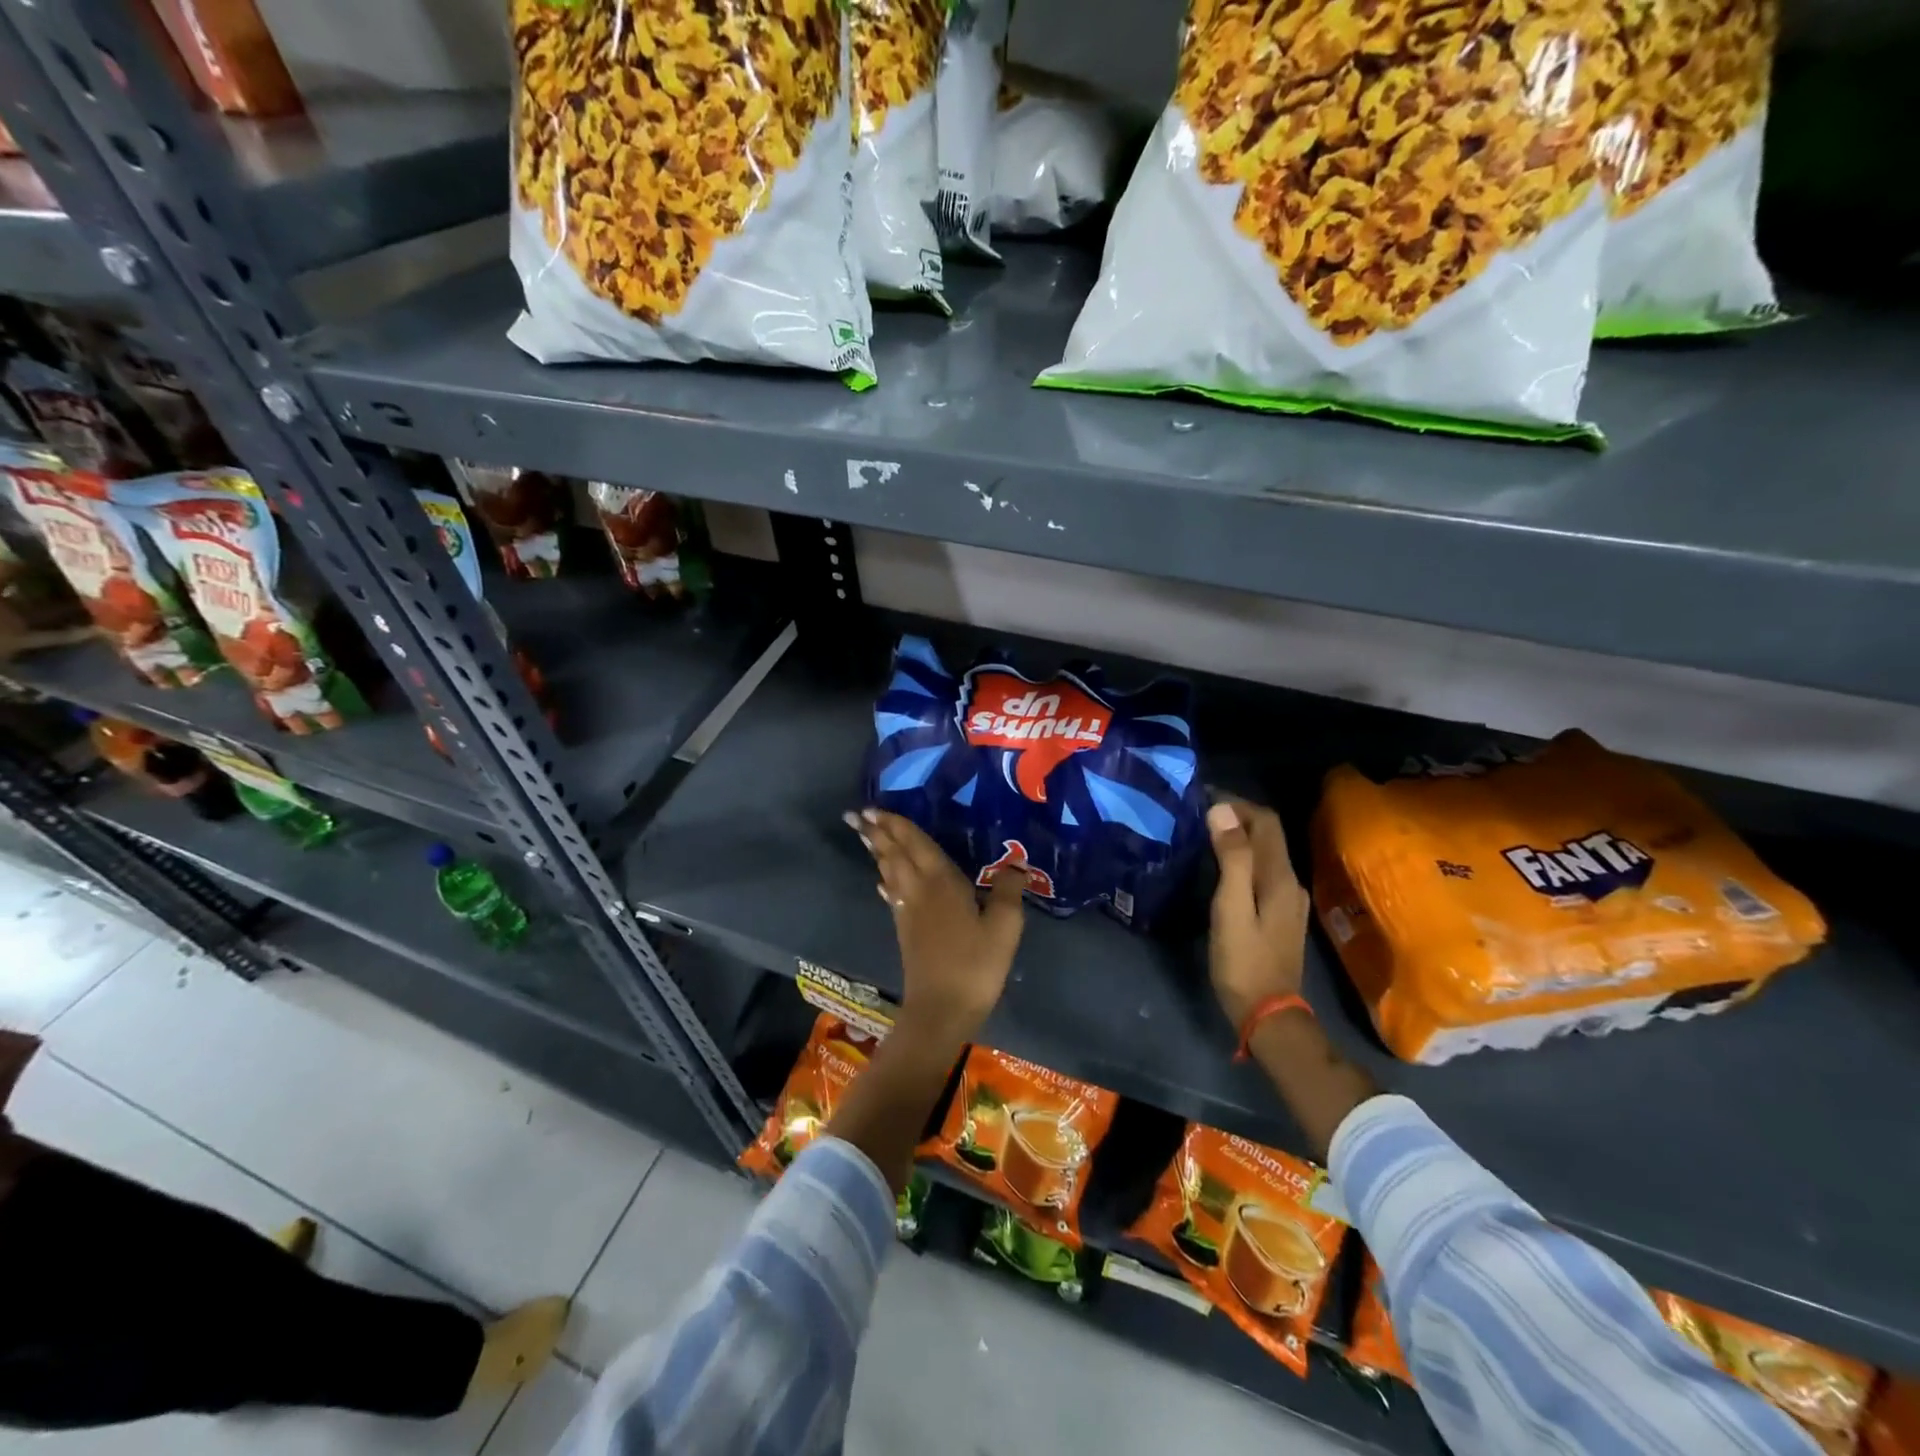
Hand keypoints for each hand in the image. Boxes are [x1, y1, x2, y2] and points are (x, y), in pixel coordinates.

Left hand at [846, 809, 1026, 1043]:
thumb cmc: (975, 965)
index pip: (915, 844)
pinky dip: (886, 882)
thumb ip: (1008, 890)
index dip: (896, 825)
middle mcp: (919, 890)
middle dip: (878, 833)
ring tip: (866, 837)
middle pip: (895, 854)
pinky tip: (884, 882)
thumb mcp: (1004, 927)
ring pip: (890, 872)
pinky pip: (892, 895)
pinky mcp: (905, 931)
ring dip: (878, 852)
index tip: (873, 809)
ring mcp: (908, 911)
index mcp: (941, 881)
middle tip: (858, 815)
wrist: (941, 1010)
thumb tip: (1015, 863)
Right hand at [1207, 797, 1311, 1030]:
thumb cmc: (1243, 961)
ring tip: (1204, 834)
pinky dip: (1242, 858)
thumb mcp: (1231, 909)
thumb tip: (1222, 810)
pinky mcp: (1279, 915)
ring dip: (1238, 837)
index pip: (1265, 821)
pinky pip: (1262, 872)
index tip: (1201, 798)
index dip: (1237, 803)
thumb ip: (1231, 859)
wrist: (1269, 1014)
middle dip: (1237, 816)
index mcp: (1280, 877)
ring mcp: (1288, 900)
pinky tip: (1220, 867)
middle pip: (1268, 835)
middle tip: (1198, 813)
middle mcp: (1290, 882)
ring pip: (1265, 853)